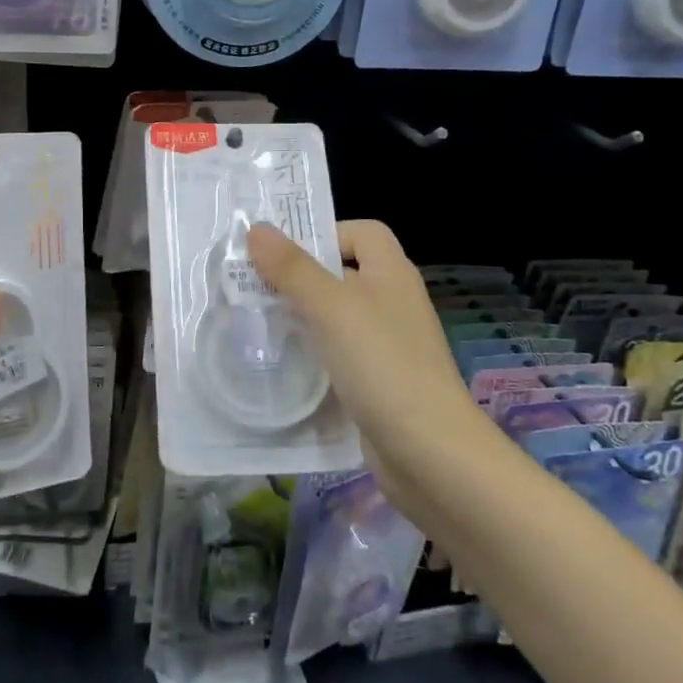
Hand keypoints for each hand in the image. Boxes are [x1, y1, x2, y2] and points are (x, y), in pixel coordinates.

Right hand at [247, 220, 484, 521]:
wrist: (430, 454)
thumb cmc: (383, 366)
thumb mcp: (332, 309)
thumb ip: (293, 269)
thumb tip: (256, 229)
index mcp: (391, 274)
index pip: (362, 232)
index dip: (326, 233)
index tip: (282, 254)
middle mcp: (391, 302)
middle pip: (343, 273)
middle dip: (299, 276)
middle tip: (252, 285)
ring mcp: (386, 344)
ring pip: (337, 316)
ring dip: (301, 316)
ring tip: (257, 322)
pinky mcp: (377, 381)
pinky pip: (338, 354)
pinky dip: (312, 354)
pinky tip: (283, 364)